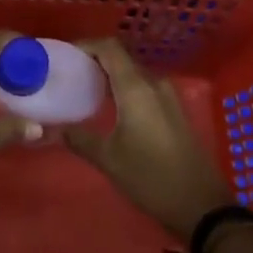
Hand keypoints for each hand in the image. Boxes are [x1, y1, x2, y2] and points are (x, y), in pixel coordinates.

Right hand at [64, 39, 233, 239]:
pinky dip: (125, 88)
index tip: (64, 55)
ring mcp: (168, 97)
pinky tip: (111, 107)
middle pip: (121, 58)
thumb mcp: (109, 159)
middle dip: (95, 61)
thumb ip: (78, 138)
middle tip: (70, 73)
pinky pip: (145, 87)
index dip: (86, 45)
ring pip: (134, 73)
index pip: (109, 48)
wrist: (202, 206)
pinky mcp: (175, 111)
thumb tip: (50, 128)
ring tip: (85, 89)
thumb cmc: (152, 178)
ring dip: (111, 76)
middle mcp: (154, 84)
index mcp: (136, 88)